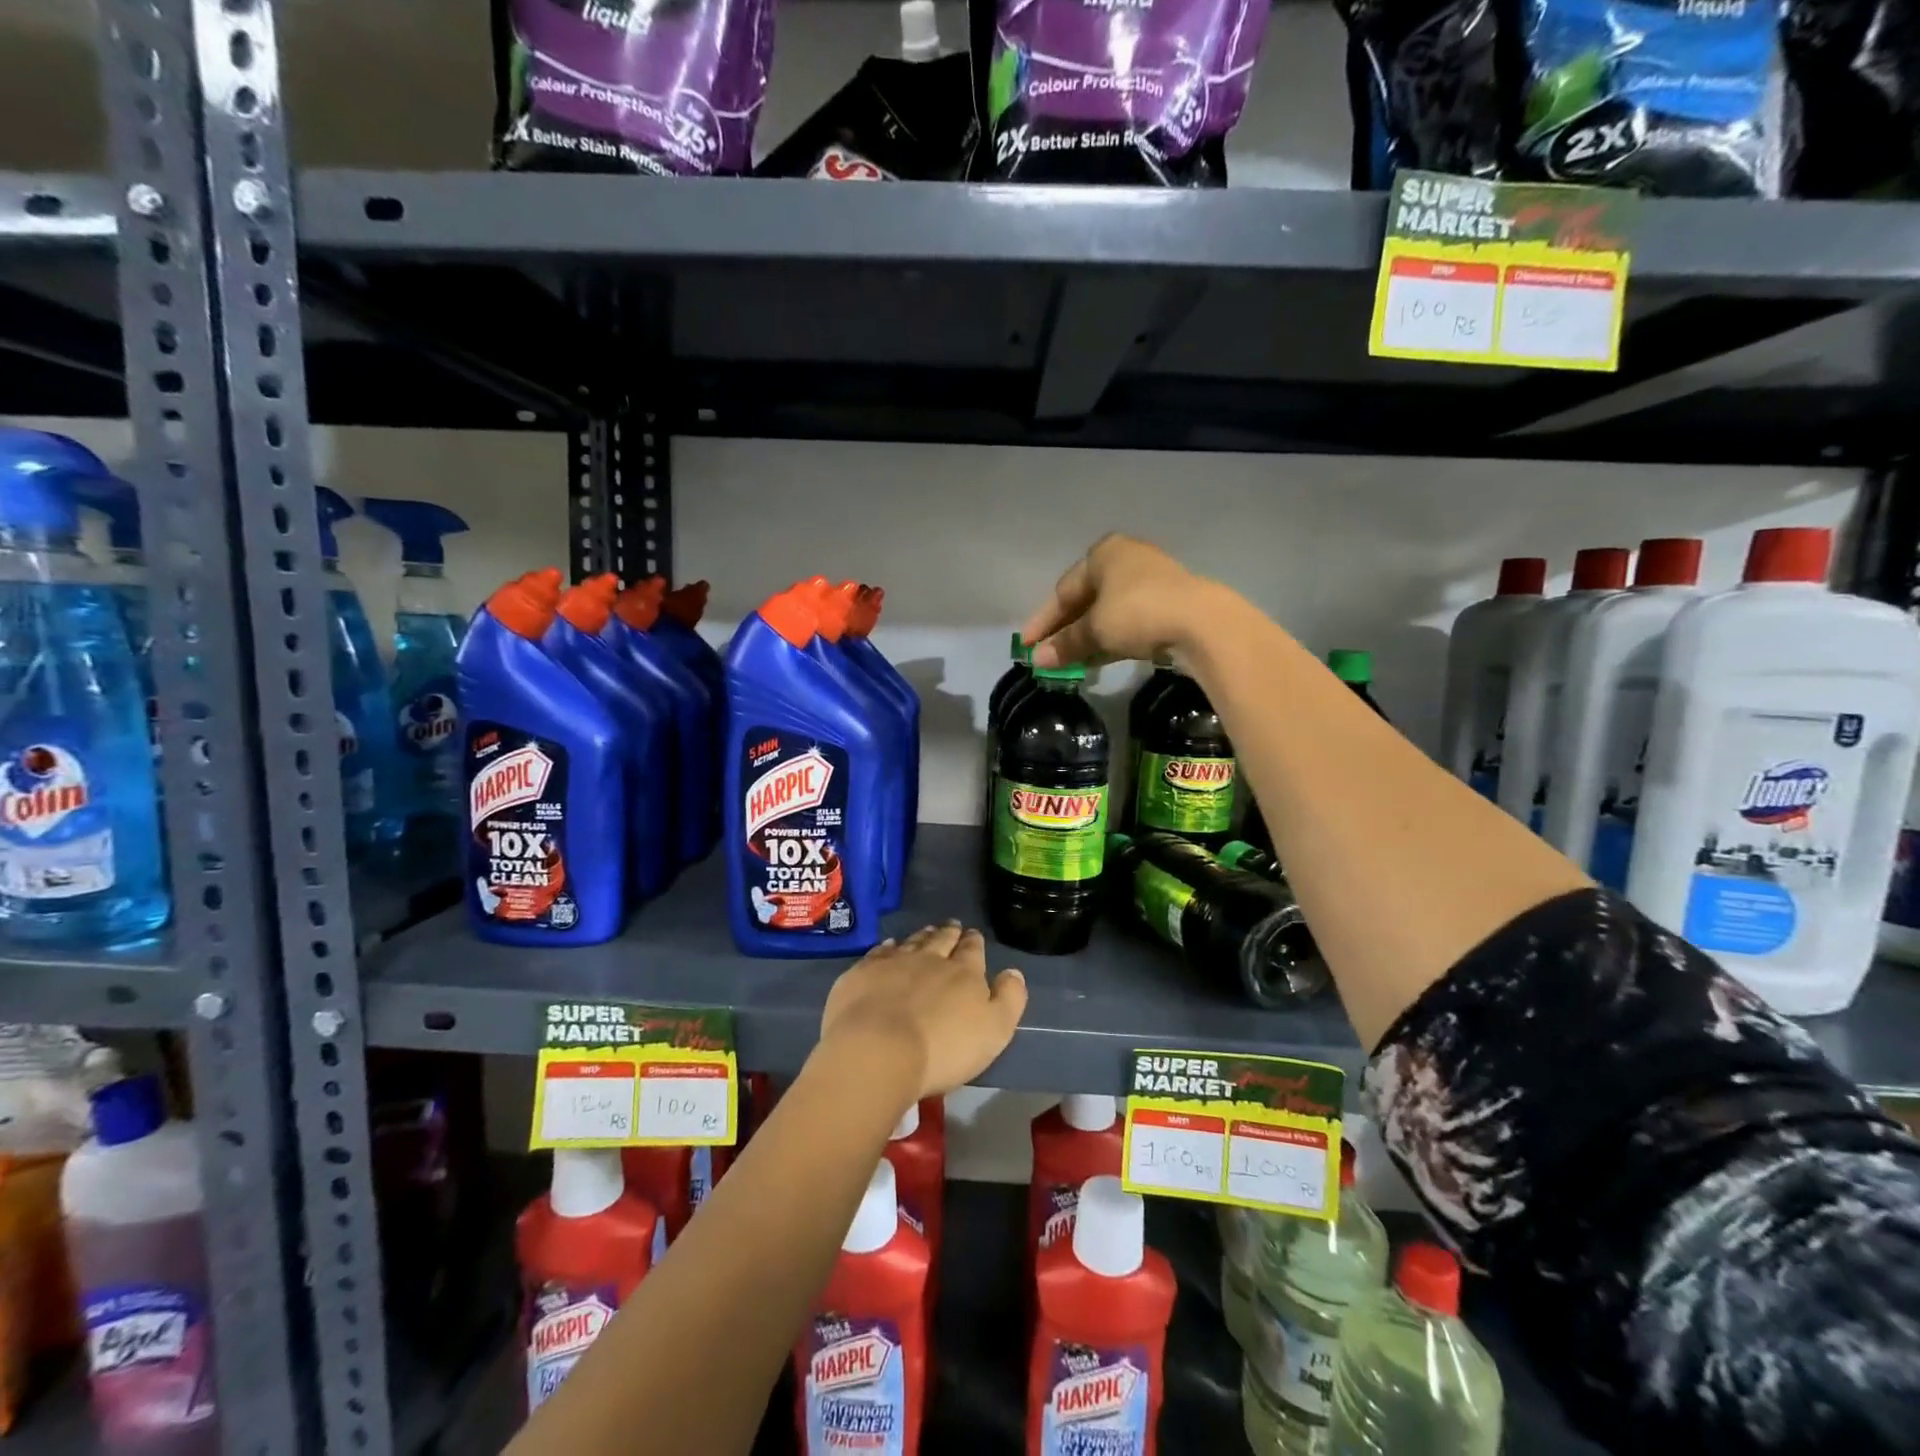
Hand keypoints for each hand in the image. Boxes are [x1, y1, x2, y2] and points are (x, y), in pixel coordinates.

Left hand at [819, 923, 1027, 1100]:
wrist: (879, 1050)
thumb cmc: (943, 1049)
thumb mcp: (994, 1031)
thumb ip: (1008, 999)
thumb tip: (1013, 972)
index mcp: (964, 973)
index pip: (972, 950)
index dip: (974, 942)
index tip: (973, 935)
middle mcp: (930, 959)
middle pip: (942, 940)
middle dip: (950, 932)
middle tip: (952, 926)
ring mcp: (894, 962)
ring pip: (912, 942)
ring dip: (922, 936)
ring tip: (927, 931)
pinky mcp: (863, 973)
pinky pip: (879, 952)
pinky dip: (888, 947)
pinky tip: (889, 946)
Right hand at [1022, 534, 1211, 668]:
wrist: (1202, 623)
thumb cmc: (1137, 612)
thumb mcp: (1095, 629)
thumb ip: (1065, 643)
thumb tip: (1037, 660)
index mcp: (1103, 554)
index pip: (1063, 590)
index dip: (1043, 621)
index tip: (1026, 646)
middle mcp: (1125, 560)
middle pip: (1085, 599)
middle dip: (1064, 630)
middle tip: (1045, 656)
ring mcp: (1149, 581)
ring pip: (1106, 612)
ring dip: (1086, 638)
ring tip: (1068, 664)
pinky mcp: (1167, 604)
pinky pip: (1127, 622)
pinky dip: (1109, 639)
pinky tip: (1096, 660)